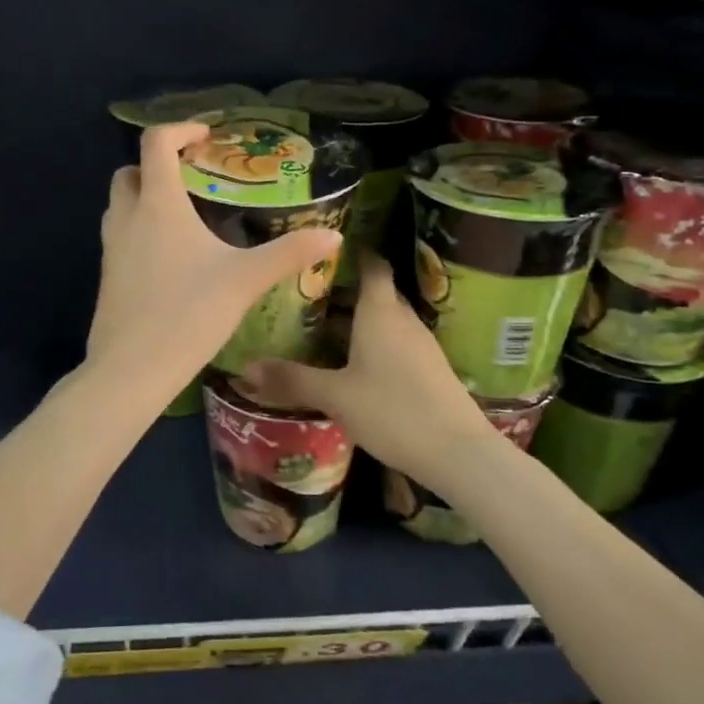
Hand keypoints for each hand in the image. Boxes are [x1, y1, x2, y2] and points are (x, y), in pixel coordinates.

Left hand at [87, 122, 341, 399]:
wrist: (131, 369)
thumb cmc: (188, 313)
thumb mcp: (246, 280)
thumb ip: (290, 253)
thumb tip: (334, 237)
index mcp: (158, 204)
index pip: (156, 142)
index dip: (180, 129)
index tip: (207, 137)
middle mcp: (127, 217)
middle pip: (131, 172)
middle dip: (158, 165)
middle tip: (193, 179)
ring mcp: (110, 248)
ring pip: (120, 205)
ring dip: (145, 198)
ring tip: (185, 217)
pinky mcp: (106, 276)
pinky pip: (119, 237)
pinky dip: (139, 230)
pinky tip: (171, 260)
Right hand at [241, 253, 492, 492]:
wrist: (458, 453)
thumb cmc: (393, 411)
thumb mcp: (335, 396)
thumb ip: (291, 380)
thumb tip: (244, 369)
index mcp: (380, 312)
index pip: (372, 265)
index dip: (353, 253)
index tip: (324, 250)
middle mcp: (402, 320)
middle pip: (375, 293)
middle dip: (344, 291)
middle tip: (306, 294)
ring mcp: (420, 346)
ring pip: (384, 320)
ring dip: (357, 321)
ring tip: (320, 328)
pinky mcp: (428, 370)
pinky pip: (394, 343)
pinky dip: (371, 344)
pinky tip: (350, 364)